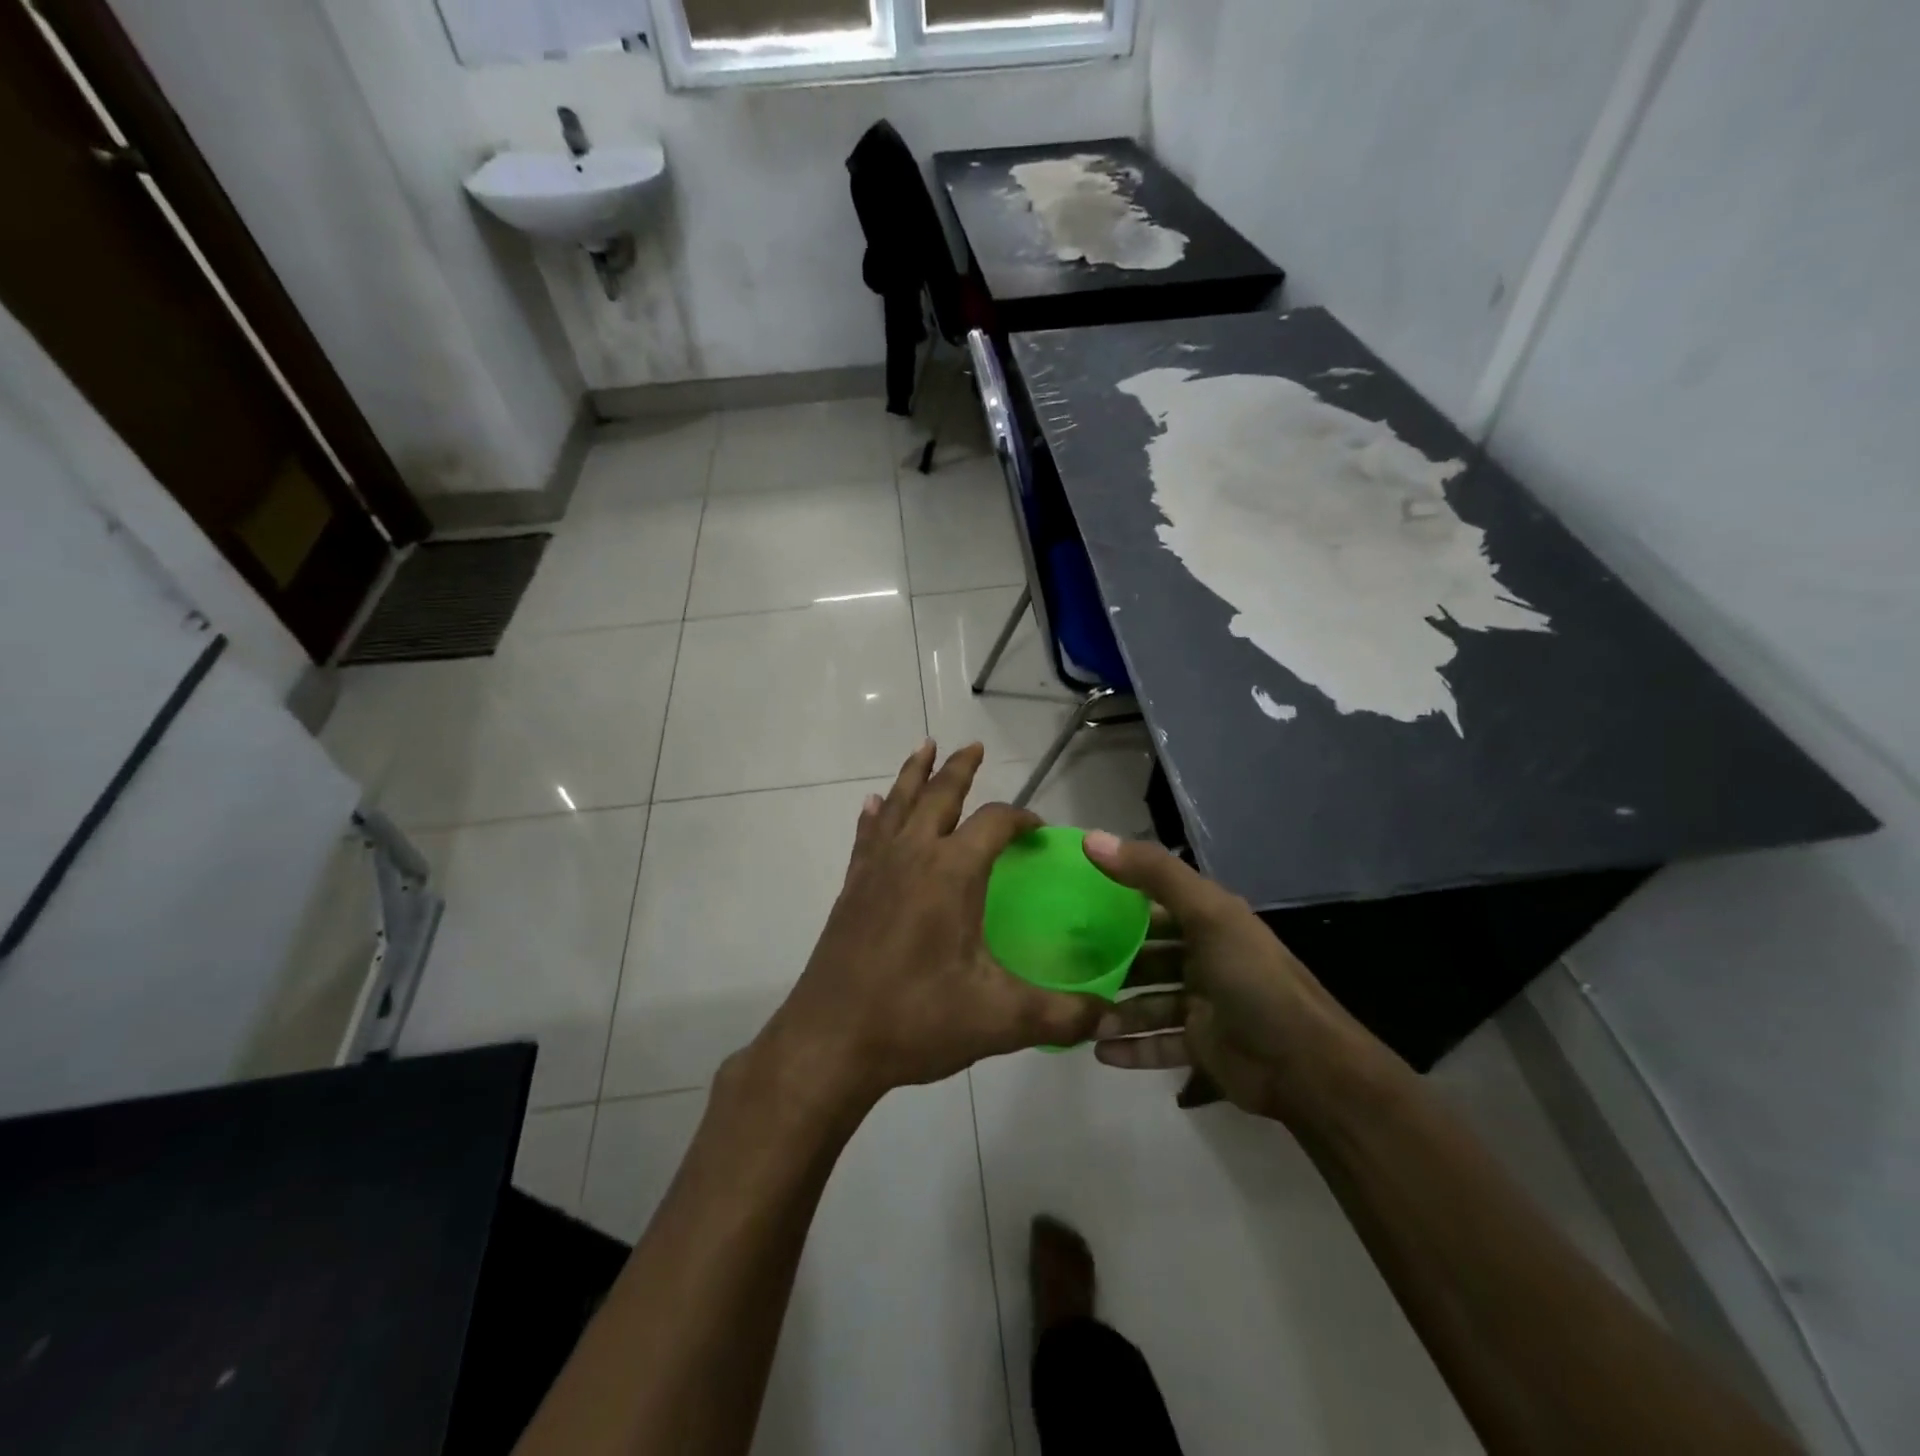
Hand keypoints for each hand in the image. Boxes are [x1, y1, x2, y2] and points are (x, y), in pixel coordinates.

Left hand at [749, 741, 1108, 1113]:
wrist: (830, 1041)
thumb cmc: (917, 1019)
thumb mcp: (1000, 1019)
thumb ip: (1062, 1014)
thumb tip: (1109, 1015)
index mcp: (952, 872)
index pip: (994, 822)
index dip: (1022, 818)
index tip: (1039, 830)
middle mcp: (913, 856)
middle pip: (939, 795)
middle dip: (959, 768)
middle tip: (973, 746)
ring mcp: (876, 869)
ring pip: (897, 804)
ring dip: (914, 775)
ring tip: (924, 748)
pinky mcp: (852, 889)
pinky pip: (866, 836)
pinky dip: (874, 815)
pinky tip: (872, 805)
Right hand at [1083, 833, 1390, 1128]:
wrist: (1307, 1065)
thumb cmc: (1252, 978)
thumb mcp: (1206, 913)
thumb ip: (1151, 874)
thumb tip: (1091, 838)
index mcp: (1208, 921)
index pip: (1153, 904)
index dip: (1115, 901)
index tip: (1070, 904)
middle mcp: (1204, 958)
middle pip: (1146, 956)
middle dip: (1109, 962)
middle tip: (1063, 967)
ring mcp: (1203, 1005)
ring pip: (1147, 1002)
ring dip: (1116, 1010)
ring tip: (1079, 1017)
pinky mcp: (1202, 1047)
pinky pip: (1158, 1044)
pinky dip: (1131, 1048)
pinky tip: (1099, 1051)